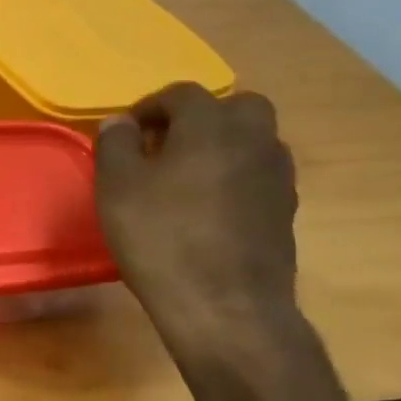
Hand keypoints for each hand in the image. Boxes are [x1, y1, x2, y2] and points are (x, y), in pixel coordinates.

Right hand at [94, 82, 297, 347]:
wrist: (225, 306)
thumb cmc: (161, 238)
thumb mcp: (116, 188)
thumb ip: (116, 145)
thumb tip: (122, 123)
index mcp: (210, 126)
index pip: (182, 94)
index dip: (150, 107)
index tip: (126, 133)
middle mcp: (253, 140)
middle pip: (235, 107)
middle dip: (200, 118)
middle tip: (165, 145)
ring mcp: (277, 176)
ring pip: (253, 141)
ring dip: (221, 147)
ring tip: (185, 177)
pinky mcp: (285, 211)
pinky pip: (258, 175)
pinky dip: (235, 177)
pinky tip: (207, 208)